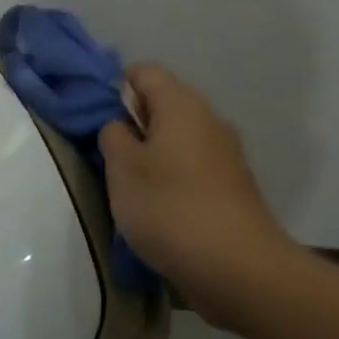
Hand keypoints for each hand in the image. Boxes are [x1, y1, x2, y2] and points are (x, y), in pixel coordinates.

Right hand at [98, 63, 290, 313]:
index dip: (117, 86)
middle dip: (134, 123)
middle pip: (165, 103)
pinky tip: (160, 209)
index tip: (99, 120)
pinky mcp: (233, 186)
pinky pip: (194, 166)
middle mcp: (209, 119)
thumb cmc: (170, 208)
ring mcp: (226, 154)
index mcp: (181, 104)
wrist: (238, 267)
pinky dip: (174, 178)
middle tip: (110, 156)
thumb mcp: (122, 168)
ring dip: (153, 154)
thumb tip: (120, 124)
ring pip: (179, 138)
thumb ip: (113, 136)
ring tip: (131, 187)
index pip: (145, 71)